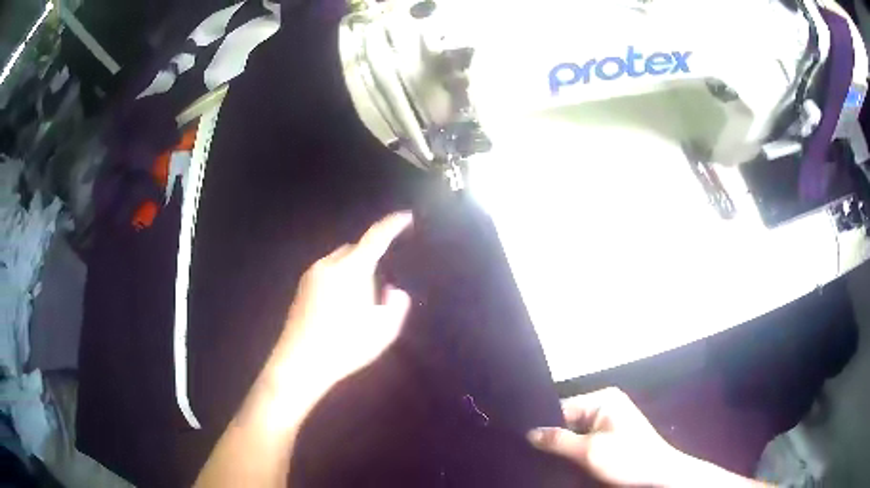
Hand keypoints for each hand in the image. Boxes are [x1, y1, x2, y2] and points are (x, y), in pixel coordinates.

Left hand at [277, 212, 413, 387]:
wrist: (300, 363)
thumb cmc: (344, 346)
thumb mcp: (383, 331)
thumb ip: (396, 306)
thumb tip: (393, 290)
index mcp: (350, 270)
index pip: (376, 238)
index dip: (392, 225)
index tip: (405, 217)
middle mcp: (328, 265)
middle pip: (354, 249)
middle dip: (369, 257)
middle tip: (378, 286)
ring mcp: (310, 276)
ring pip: (339, 261)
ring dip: (352, 270)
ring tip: (358, 302)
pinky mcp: (300, 289)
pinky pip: (326, 273)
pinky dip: (338, 279)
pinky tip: (339, 308)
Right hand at [527, 388, 683, 486]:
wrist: (658, 474)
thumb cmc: (626, 458)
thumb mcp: (589, 451)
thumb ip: (558, 440)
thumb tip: (529, 432)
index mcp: (603, 399)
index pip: (561, 408)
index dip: (543, 425)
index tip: (521, 441)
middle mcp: (606, 404)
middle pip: (568, 420)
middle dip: (553, 437)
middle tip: (530, 454)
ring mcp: (610, 419)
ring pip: (575, 432)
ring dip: (563, 446)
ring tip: (542, 459)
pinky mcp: (612, 434)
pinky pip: (586, 438)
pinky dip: (575, 450)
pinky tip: (562, 461)